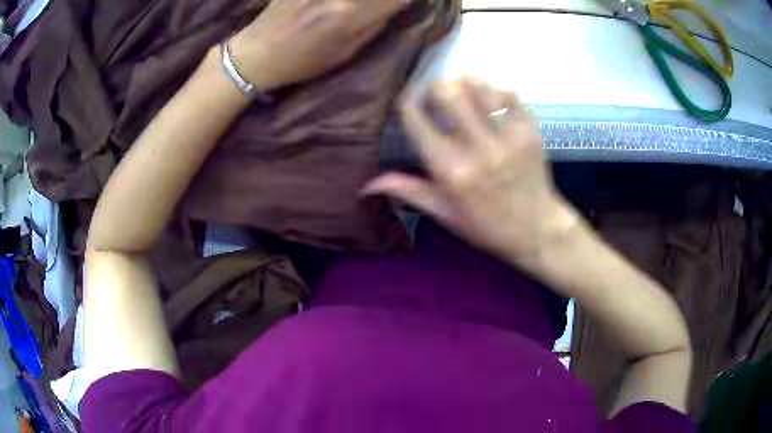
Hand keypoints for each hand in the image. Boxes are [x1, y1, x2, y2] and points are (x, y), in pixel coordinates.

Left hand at [229, 0, 410, 91]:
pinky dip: (347, 0)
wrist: (257, 54)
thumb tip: (400, 1)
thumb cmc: (303, 61)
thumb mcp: (345, 52)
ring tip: (360, 7)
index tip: (415, 0)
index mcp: (350, 16)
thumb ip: (375, 23)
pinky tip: (343, 5)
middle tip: (396, 2)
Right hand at [364, 78, 579, 266]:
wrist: (536, 230)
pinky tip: (492, 102)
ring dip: (467, 84)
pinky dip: (497, 91)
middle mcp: (478, 150)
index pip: (417, 120)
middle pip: (448, 93)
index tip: (410, 100)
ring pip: (481, 87)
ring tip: (466, 93)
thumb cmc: (487, 225)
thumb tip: (366, 185)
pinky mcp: (531, 131)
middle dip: (437, 88)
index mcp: (451, 171)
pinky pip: (510, 95)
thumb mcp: (444, 213)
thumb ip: (408, 191)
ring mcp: (508, 138)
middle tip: (439, 95)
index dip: (408, 102)